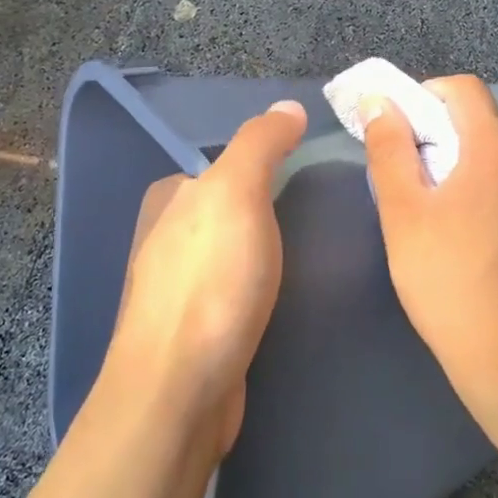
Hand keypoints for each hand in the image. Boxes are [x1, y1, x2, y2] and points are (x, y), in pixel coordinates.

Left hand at [100, 100, 307, 458]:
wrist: (180, 392)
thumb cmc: (211, 282)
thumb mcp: (236, 193)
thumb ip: (259, 144)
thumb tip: (288, 106)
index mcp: (170, 199)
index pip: (226, 163)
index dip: (270, 161)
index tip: (314, 169)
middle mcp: (168, 238)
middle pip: (233, 207)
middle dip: (273, 205)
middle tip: (329, 209)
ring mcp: (181, 288)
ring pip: (237, 250)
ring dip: (270, 248)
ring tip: (320, 249)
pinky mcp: (199, 331)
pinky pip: (239, 289)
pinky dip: (263, 284)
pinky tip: (289, 294)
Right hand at [362, 75, 497, 416]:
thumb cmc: (447, 283)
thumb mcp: (403, 216)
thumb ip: (390, 151)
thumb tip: (381, 103)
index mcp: (496, 153)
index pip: (467, 90)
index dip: (432, 91)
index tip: (410, 120)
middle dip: (475, 114)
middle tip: (443, 149)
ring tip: (471, 183)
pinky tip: (497, 220)